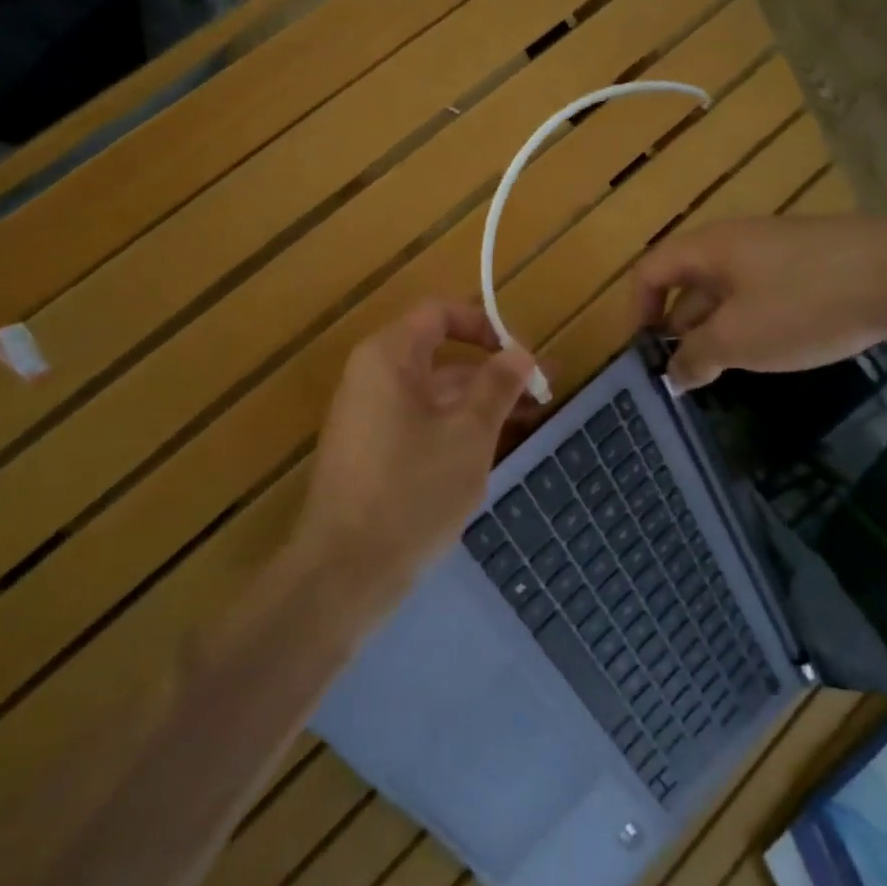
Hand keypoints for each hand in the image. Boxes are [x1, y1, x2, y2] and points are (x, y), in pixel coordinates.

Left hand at [299, 299, 537, 602]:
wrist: (344, 572)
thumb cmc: (412, 492)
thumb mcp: (468, 436)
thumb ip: (497, 386)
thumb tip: (520, 352)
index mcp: (388, 358)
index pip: (439, 313)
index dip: (484, 325)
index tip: (522, 355)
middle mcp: (371, 377)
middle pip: (438, 355)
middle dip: (492, 371)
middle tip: (542, 393)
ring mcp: (367, 416)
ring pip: (432, 394)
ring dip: (479, 401)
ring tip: (529, 420)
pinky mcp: (369, 452)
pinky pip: (418, 422)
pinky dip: (454, 426)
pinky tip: (489, 448)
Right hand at [633, 216, 886, 389]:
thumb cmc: (803, 304)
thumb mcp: (738, 339)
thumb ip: (696, 358)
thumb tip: (673, 375)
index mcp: (708, 248)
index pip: (650, 270)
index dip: (637, 309)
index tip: (644, 351)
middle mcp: (737, 240)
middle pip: (689, 279)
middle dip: (678, 324)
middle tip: (682, 368)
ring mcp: (779, 249)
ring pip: (729, 288)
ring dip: (716, 326)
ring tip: (722, 365)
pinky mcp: (815, 262)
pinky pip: (765, 291)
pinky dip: (752, 320)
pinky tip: (771, 349)